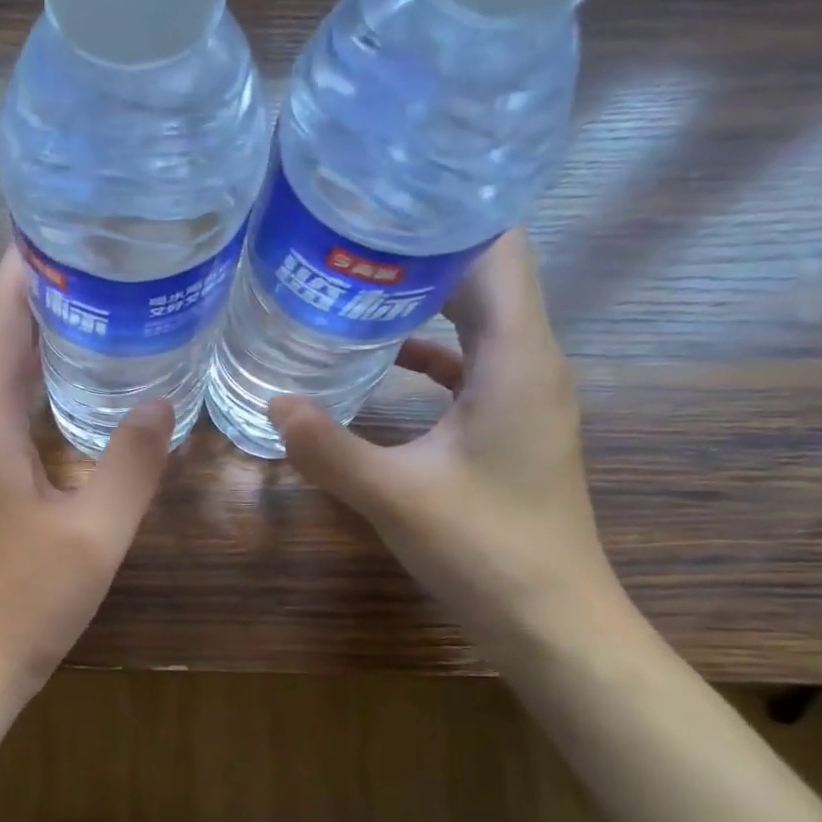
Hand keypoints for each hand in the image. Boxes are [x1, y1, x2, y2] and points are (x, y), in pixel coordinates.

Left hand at [0, 246, 174, 699]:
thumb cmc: (28, 598)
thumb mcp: (95, 532)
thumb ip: (131, 462)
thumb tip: (163, 399)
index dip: (28, 267)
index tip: (72, 226)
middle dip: (44, 288)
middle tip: (109, 255)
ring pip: (1, 366)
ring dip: (41, 329)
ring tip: (104, 296)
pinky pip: (5, 400)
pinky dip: (38, 372)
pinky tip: (81, 373)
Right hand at [271, 229, 622, 658]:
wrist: (549, 618)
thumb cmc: (485, 548)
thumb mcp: (394, 495)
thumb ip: (329, 446)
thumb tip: (273, 400)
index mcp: (516, 358)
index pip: (496, 249)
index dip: (443, 216)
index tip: (377, 202)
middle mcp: (530, 362)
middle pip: (483, 277)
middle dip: (418, 253)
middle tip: (344, 239)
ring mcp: (524, 395)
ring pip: (476, 321)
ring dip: (422, 301)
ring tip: (352, 286)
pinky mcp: (510, 425)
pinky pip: (469, 365)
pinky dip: (428, 352)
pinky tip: (378, 361)